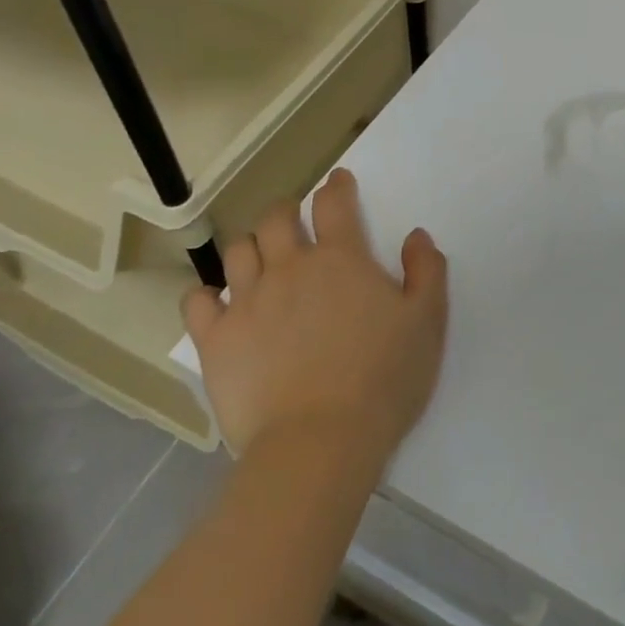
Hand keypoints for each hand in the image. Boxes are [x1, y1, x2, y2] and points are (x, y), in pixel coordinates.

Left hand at [183, 168, 447, 466]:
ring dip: (251, 247)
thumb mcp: (427, 323)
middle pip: (277, 217)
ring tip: (260, 261)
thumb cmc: (383, 380)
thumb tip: (416, 235)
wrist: (320, 443)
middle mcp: (290, 267)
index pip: (334, 203)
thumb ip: (426, 271)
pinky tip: (218, 304)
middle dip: (287, 210)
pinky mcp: (217, 340)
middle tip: (295, 222)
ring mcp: (248, 301)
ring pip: (238, 251)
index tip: (338, 182)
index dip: (337, 186)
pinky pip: (197, 302)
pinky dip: (206, 296)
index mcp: (341, 258)